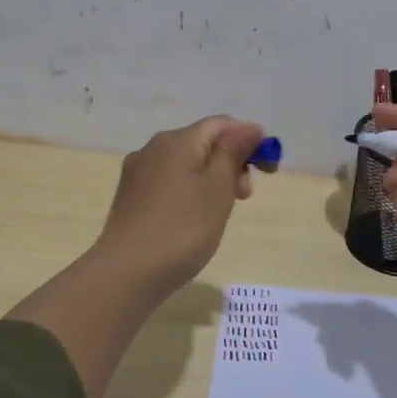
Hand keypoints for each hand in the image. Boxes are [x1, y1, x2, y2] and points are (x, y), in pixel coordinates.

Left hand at [12, 114, 268, 397]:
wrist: (127, 274)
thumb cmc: (182, 228)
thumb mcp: (218, 188)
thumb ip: (234, 152)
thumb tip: (249, 127)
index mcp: (177, 140)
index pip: (222, 124)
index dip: (250, 140)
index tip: (268, 170)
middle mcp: (153, 148)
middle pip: (203, 142)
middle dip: (231, 162)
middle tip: (244, 197)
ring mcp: (138, 173)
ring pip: (186, 163)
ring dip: (212, 179)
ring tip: (220, 211)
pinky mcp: (130, 197)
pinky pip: (169, 181)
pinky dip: (190, 191)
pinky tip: (193, 218)